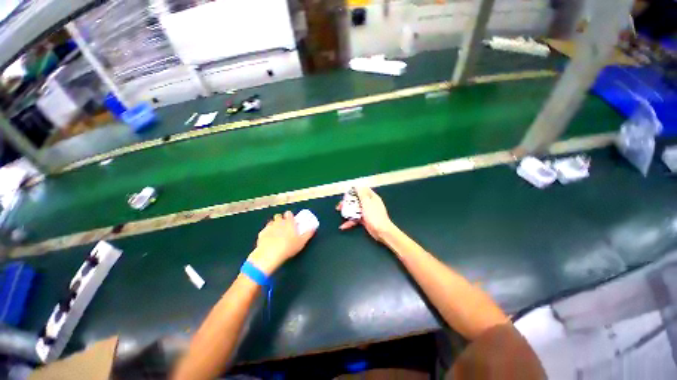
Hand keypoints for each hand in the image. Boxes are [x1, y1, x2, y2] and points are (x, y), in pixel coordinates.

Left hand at [248, 211, 315, 274]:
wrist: (269, 255)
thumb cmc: (288, 247)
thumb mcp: (302, 242)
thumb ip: (308, 234)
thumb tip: (313, 228)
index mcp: (288, 222)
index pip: (289, 214)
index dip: (290, 216)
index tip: (292, 221)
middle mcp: (278, 222)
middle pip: (278, 216)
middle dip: (280, 219)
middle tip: (284, 227)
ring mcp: (268, 227)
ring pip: (271, 222)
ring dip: (273, 225)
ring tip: (276, 233)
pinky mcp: (261, 234)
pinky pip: (264, 230)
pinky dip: (266, 233)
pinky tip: (268, 239)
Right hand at [337, 187, 395, 241]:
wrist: (381, 231)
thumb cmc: (375, 216)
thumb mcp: (367, 203)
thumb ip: (362, 194)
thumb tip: (358, 186)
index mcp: (372, 197)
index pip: (362, 190)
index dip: (354, 191)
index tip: (346, 194)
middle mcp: (369, 204)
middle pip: (356, 200)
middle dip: (347, 202)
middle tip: (340, 205)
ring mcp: (367, 212)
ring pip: (355, 209)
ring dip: (347, 211)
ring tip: (339, 212)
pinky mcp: (365, 220)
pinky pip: (356, 219)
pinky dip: (350, 222)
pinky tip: (343, 226)